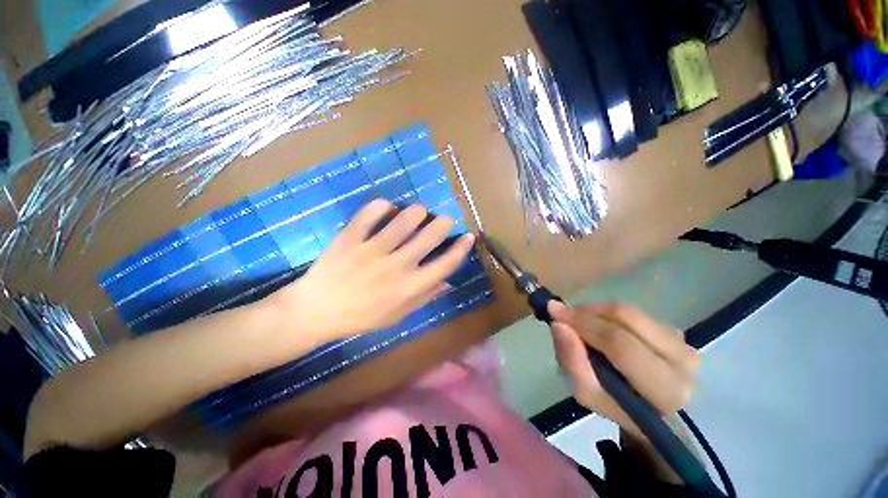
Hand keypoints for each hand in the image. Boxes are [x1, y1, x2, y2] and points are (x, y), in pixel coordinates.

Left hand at [269, 199, 474, 341]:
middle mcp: (395, 267)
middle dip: (443, 223)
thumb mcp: (397, 316)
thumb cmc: (360, 317)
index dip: (461, 249)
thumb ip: (424, 298)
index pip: (445, 265)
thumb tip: (448, 282)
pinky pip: (370, 212)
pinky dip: (382, 206)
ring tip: (417, 213)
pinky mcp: (349, 238)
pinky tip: (386, 209)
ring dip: (417, 211)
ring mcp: (371, 250)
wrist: (315, 312)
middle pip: (429, 236)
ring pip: (404, 219)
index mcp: (408, 288)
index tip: (468, 237)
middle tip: (444, 220)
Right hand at [548, 302, 699, 438]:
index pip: (620, 344)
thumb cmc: (621, 410)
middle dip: (586, 312)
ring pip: (628, 311)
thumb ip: (572, 362)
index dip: (583, 323)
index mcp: (666, 388)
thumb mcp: (590, 396)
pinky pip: (633, 313)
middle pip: (625, 317)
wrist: (658, 415)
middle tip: (563, 314)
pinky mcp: (677, 331)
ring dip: (595, 311)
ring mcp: (683, 341)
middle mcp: (683, 359)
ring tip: (579, 322)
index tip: (553, 311)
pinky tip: (598, 326)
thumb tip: (558, 324)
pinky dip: (607, 314)